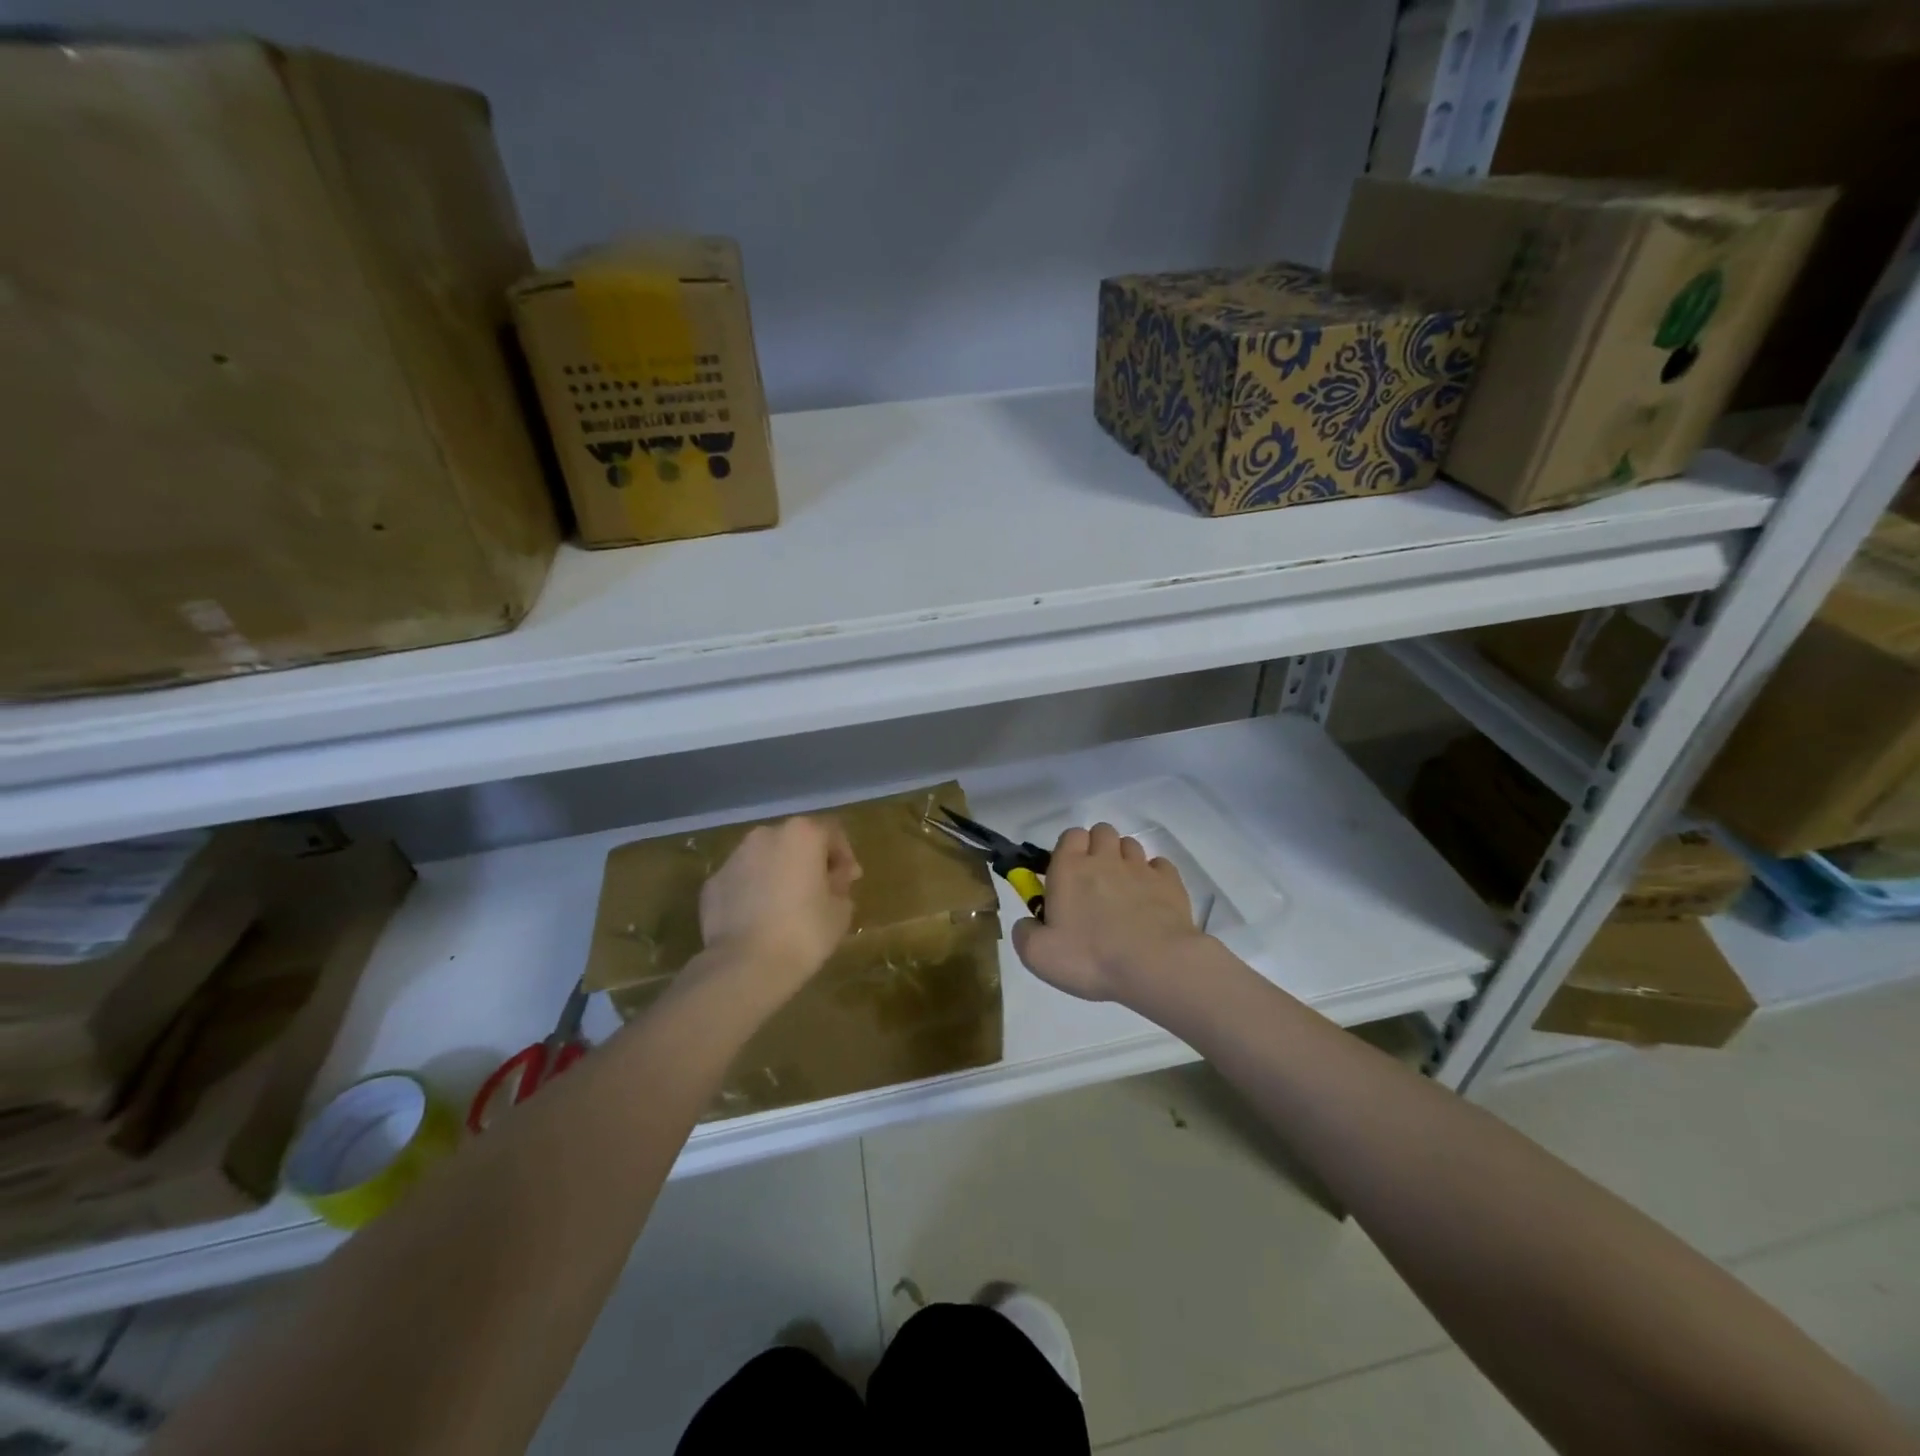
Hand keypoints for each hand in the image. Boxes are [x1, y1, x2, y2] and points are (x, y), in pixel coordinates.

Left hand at [698, 816, 860, 988]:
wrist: (744, 966)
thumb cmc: (804, 932)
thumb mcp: (841, 911)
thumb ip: (840, 886)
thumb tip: (832, 880)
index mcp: (802, 834)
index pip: (832, 833)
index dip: (844, 857)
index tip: (849, 881)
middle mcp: (766, 835)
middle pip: (796, 841)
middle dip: (809, 861)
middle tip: (820, 892)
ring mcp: (734, 858)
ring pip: (765, 858)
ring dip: (779, 874)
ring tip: (786, 907)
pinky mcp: (712, 883)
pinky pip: (742, 881)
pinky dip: (753, 892)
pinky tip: (759, 919)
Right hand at [1011, 823, 1204, 1003]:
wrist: (1155, 965)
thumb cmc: (1091, 958)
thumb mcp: (1039, 955)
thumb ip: (1024, 933)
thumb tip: (1027, 923)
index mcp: (1069, 868)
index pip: (1070, 835)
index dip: (1068, 850)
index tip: (1067, 876)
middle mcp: (1105, 858)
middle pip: (1101, 831)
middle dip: (1097, 848)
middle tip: (1094, 882)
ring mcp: (1140, 868)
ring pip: (1130, 845)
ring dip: (1124, 860)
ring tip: (1123, 891)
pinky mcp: (1170, 882)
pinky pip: (1159, 865)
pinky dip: (1153, 876)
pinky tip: (1150, 898)